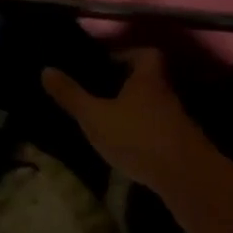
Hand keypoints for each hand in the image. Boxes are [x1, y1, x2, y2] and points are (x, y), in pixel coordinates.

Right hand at [42, 47, 222, 194]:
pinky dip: (145, 135)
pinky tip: (128, 148)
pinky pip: (160, 131)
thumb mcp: (95, 116)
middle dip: (127, 86)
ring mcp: (178, 121)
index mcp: (147, 79)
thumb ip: (71, 95)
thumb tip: (45, 69)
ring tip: (110, 123)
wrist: (187, 178)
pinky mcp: (183, 146)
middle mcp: (166, 95)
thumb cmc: (137, 137)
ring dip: (136, 112)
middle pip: (149, 81)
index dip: (127, 55)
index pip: (146, 54)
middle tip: (101, 95)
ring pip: (154, 107)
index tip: (106, 65)